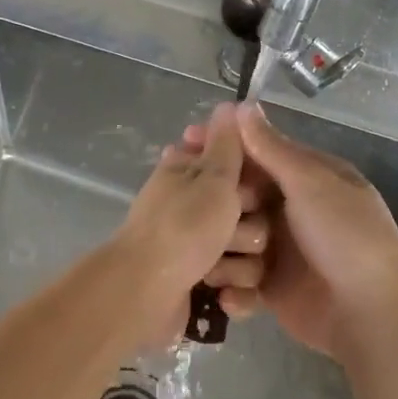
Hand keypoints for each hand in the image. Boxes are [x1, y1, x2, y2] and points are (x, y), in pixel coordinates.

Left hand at [116, 103, 269, 347]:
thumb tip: (230, 104)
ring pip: (251, 250)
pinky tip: (220, 295)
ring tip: (215, 268)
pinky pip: (242, 285)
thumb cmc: (183, 227)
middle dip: (247, 224)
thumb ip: (227, 143)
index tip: (242, 187)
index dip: (247, 176)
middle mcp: (196, 206)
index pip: (237, 163)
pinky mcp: (206, 284)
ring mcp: (201, 248)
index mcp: (191, 173)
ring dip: (238, 263)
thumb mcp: (212, 177)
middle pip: (252, 210)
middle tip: (229, 228)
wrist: (145, 293)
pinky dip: (233, 291)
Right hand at [185, 104, 397, 360]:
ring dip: (222, 249)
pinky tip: (226, 292)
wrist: (371, 313)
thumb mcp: (310, 183)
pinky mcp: (272, 289)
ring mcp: (281, 250)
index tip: (186, 140)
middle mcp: (292, 209)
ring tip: (206, 256)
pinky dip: (234, 288)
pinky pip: (241, 281)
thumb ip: (272, 148)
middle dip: (214, 201)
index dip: (223, 147)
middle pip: (240, 196)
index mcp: (307, 178)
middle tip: (181, 200)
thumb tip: (243, 105)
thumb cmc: (345, 236)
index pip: (257, 153)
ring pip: (234, 239)